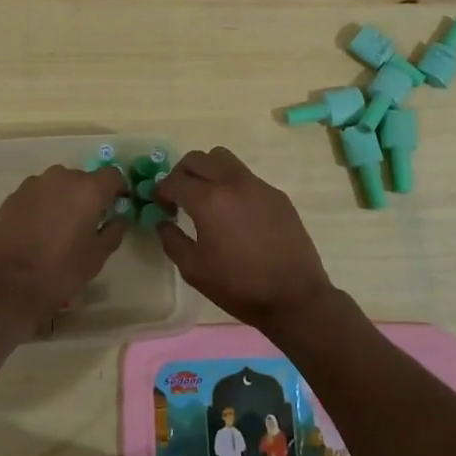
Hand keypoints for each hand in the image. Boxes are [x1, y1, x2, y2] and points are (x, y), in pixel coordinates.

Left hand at [0, 165, 127, 335]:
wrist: (5, 284)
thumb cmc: (59, 271)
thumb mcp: (96, 258)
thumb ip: (112, 233)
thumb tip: (117, 220)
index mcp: (87, 189)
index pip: (112, 175)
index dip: (118, 189)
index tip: (117, 205)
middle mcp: (61, 177)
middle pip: (83, 179)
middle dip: (88, 197)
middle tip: (87, 223)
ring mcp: (33, 184)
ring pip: (58, 186)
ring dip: (63, 200)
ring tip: (59, 228)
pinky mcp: (13, 196)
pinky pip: (37, 195)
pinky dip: (42, 206)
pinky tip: (37, 231)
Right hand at [154, 148, 336, 333]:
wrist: (294, 297)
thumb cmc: (238, 286)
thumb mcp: (194, 270)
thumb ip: (172, 240)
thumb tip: (163, 222)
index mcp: (208, 200)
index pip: (174, 180)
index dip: (161, 191)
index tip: (160, 204)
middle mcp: (232, 182)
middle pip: (198, 158)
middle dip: (182, 173)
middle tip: (179, 196)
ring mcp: (257, 185)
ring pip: (224, 159)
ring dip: (208, 170)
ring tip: (207, 197)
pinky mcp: (276, 194)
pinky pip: (246, 177)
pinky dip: (232, 185)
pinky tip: (236, 214)